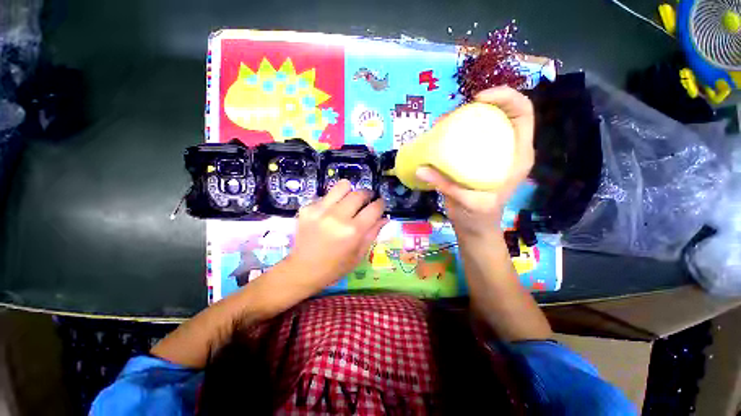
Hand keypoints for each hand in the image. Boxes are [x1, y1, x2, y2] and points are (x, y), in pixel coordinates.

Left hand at [285, 179, 387, 293]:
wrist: (303, 270)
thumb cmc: (335, 267)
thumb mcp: (359, 254)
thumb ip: (373, 233)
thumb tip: (384, 217)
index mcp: (353, 231)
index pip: (374, 208)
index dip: (380, 203)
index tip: (380, 203)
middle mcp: (337, 216)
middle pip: (359, 193)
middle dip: (367, 195)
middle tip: (367, 200)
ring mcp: (320, 210)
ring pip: (342, 186)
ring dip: (350, 191)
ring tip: (349, 200)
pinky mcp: (307, 208)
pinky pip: (326, 195)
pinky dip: (333, 201)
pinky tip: (330, 212)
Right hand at [416, 86, 533, 238]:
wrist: (475, 227)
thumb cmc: (479, 217)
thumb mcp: (467, 203)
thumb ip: (445, 185)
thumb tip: (420, 168)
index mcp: (517, 156)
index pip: (522, 114)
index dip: (506, 98)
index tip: (477, 100)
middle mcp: (508, 149)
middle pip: (502, 113)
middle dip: (481, 105)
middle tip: (453, 114)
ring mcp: (491, 154)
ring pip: (485, 123)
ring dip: (466, 117)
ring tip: (443, 123)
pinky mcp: (476, 159)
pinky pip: (470, 137)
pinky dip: (456, 132)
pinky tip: (441, 136)